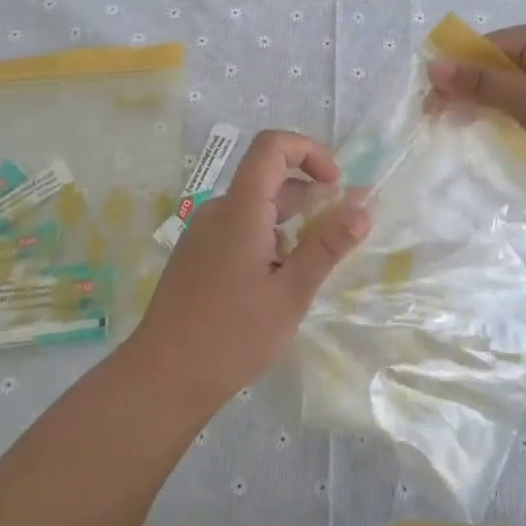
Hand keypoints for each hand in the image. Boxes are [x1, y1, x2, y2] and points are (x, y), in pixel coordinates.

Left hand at [124, 131, 369, 415]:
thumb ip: (327, 246)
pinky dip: (267, 238)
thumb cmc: (232, 337)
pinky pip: (238, 228)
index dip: (309, 151)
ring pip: (254, 207)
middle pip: (267, 178)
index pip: (272, 147)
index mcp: (240, 210)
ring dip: (289, 222)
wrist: (162, 379)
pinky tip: (275, 282)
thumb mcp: (291, 293)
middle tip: (334, 235)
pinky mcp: (196, 255)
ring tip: (307, 268)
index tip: (336, 185)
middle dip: (308, 195)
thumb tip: (363, 208)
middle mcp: (218, 211)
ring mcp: (202, 233)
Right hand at [427, 18, 525, 196]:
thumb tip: (433, 66)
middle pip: (500, 65)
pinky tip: (498, 133)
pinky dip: (513, 117)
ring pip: (516, 88)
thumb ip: (480, 84)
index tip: (430, 100)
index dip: (457, 71)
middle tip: (439, 118)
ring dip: (490, 105)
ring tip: (462, 127)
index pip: (489, 46)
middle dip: (470, 89)